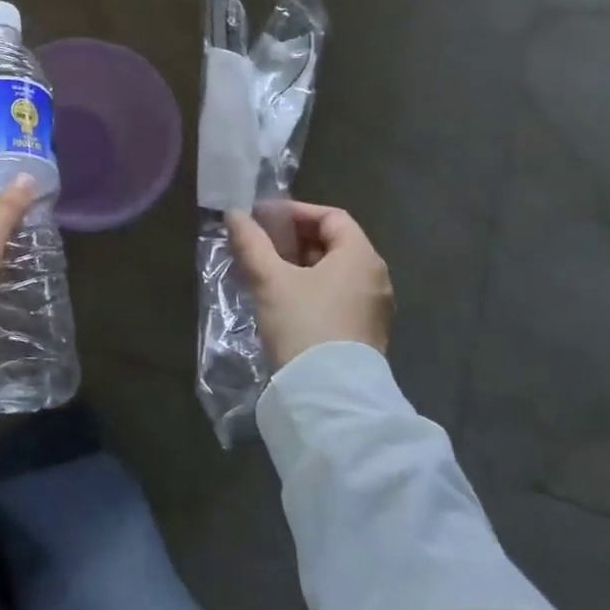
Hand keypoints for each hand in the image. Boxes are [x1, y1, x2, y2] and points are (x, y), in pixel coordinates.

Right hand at [226, 201, 392, 367]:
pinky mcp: (365, 333)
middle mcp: (375, 277)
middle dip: (293, 238)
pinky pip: (337, 295)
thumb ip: (251, 243)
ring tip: (264, 270)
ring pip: (334, 272)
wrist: (330, 396)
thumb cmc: (303, 325)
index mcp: (360, 257)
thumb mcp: (270, 280)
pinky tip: (282, 299)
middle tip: (259, 243)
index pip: (331, 217)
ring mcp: (373, 308)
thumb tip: (234, 214)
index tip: (263, 219)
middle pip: (334, 243)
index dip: (295, 212)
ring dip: (299, 264)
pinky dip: (310, 287)